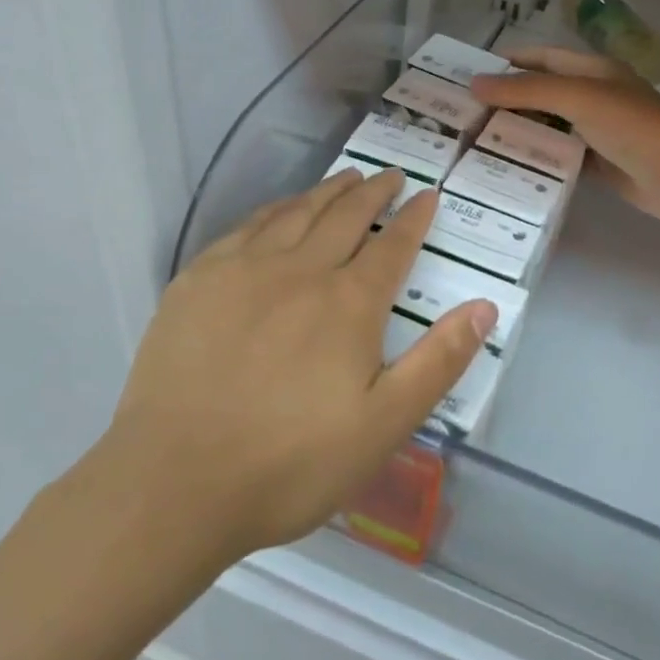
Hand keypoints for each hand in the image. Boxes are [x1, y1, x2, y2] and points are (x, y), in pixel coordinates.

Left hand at [88, 170, 496, 565]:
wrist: (175, 484)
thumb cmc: (290, 463)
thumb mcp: (384, 425)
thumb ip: (438, 362)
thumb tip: (485, 307)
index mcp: (348, 303)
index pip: (392, 245)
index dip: (414, 217)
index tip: (429, 195)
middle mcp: (301, 269)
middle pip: (346, 215)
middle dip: (374, 192)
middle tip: (390, 175)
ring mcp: (245, 268)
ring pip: (297, 211)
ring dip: (328, 191)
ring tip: (347, 178)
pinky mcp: (200, 279)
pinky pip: (248, 225)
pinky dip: (276, 208)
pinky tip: (280, 209)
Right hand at [472, 47, 659, 224]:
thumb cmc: (632, 124)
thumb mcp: (577, 97)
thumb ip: (527, 90)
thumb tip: (475, 83)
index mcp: (591, 71)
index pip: (542, 58)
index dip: (509, 62)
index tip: (470, 74)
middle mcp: (592, 97)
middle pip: (541, 94)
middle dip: (506, 102)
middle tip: (464, 115)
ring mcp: (596, 132)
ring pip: (549, 128)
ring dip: (519, 133)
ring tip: (475, 143)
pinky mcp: (599, 164)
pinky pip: (560, 158)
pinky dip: (537, 160)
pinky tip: (508, 169)